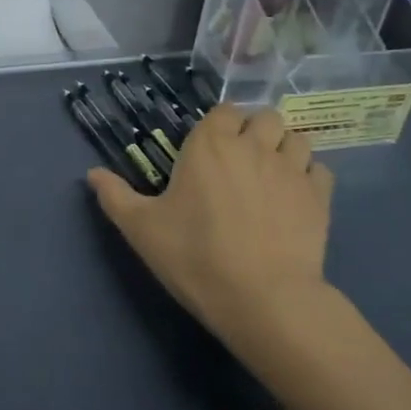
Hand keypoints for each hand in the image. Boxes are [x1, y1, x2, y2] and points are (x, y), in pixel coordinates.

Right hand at [88, 105, 334, 339]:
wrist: (263, 298)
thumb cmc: (196, 256)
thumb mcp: (142, 229)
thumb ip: (115, 196)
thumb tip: (91, 173)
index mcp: (211, 144)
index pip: (224, 110)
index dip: (220, 125)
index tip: (211, 149)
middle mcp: (254, 146)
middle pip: (265, 116)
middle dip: (256, 130)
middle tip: (243, 161)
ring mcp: (291, 170)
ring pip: (297, 138)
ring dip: (285, 149)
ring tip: (272, 175)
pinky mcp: (320, 197)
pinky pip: (319, 171)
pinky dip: (309, 177)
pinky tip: (296, 198)